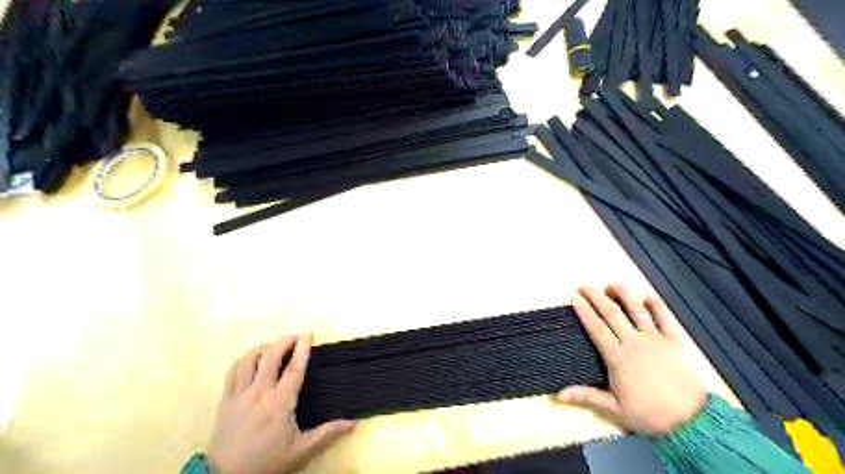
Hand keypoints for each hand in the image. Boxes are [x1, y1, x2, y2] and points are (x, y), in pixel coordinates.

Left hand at [209, 336, 356, 473]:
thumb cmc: (266, 462)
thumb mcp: (300, 451)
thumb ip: (326, 434)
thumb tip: (353, 424)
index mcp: (279, 403)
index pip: (294, 368)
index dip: (302, 349)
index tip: (309, 335)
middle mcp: (259, 393)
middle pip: (271, 356)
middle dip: (285, 341)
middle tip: (296, 337)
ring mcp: (239, 394)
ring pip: (250, 359)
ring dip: (264, 348)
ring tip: (275, 347)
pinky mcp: (226, 398)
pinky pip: (233, 370)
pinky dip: (245, 359)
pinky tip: (253, 360)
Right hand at [556, 283, 706, 435]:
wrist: (692, 422)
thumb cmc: (650, 415)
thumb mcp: (614, 409)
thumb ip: (586, 397)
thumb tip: (559, 395)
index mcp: (618, 357)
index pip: (597, 328)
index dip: (585, 311)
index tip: (575, 298)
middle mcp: (634, 343)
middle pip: (612, 314)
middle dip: (597, 297)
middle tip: (585, 285)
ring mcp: (655, 340)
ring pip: (637, 311)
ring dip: (624, 295)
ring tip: (613, 284)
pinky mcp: (674, 342)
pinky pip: (665, 319)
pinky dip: (657, 306)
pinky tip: (648, 296)